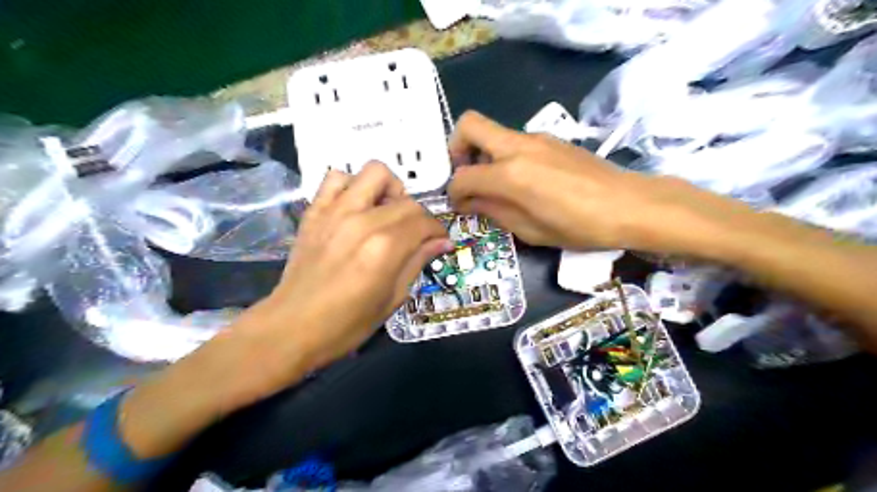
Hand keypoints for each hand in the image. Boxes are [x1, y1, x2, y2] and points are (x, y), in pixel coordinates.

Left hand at [256, 163, 451, 371]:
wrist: (293, 326)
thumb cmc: (348, 323)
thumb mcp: (393, 298)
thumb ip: (417, 262)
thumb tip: (442, 242)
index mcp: (385, 248)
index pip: (423, 221)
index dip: (437, 230)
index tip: (439, 241)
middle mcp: (363, 221)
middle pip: (406, 200)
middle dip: (419, 216)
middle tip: (415, 235)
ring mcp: (335, 211)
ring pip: (374, 172)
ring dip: (387, 189)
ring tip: (385, 212)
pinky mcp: (315, 211)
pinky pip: (336, 177)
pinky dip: (352, 185)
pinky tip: (355, 207)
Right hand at [446, 112, 753, 254]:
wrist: (630, 205)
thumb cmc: (580, 226)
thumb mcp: (531, 231)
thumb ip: (494, 211)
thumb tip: (471, 202)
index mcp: (510, 174)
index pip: (463, 175)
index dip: (453, 192)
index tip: (459, 205)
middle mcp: (517, 146)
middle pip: (469, 124)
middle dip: (455, 148)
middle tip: (464, 175)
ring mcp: (536, 138)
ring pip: (492, 131)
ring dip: (482, 153)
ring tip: (494, 184)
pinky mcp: (551, 139)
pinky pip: (514, 140)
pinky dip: (504, 155)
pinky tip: (521, 180)